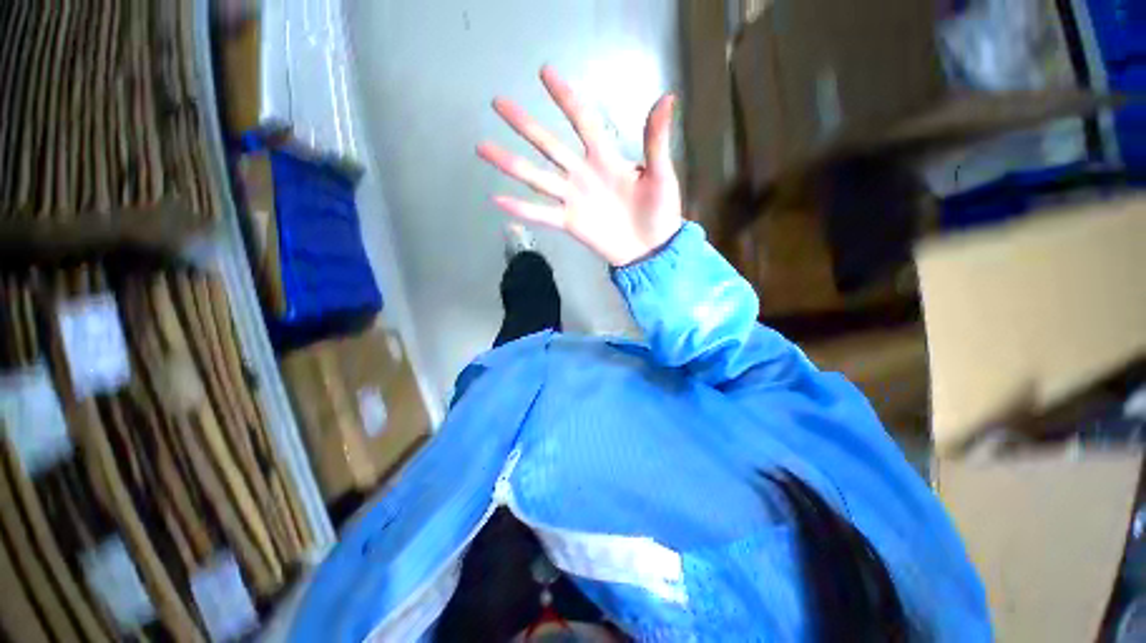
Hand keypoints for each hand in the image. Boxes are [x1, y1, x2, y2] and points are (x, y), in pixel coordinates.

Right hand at [477, 66, 682, 266]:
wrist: (651, 248)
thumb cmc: (659, 211)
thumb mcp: (661, 175)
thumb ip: (656, 141)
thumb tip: (667, 97)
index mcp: (605, 159)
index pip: (581, 121)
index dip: (565, 98)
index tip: (545, 73)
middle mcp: (583, 174)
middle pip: (549, 145)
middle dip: (525, 124)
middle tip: (498, 103)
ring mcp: (573, 199)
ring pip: (537, 177)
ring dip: (510, 163)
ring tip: (483, 147)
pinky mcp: (569, 222)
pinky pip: (541, 214)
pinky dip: (521, 209)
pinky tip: (498, 199)